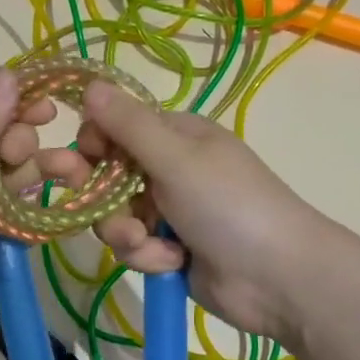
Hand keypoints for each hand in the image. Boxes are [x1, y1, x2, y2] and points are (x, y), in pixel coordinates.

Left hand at [0, 68, 53, 356]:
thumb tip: (9, 71)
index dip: (15, 100)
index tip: (52, 107)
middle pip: (0, 140)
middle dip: (24, 141)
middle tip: (21, 158)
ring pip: (11, 179)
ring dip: (39, 173)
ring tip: (72, 174)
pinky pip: (12, 218)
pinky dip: (33, 213)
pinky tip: (57, 210)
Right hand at [53, 80, 337, 346]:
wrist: (278, 277)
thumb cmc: (228, 204)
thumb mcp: (176, 158)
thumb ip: (128, 125)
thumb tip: (89, 83)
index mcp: (175, 135)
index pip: (115, 127)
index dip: (93, 145)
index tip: (81, 164)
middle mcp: (169, 168)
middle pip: (108, 176)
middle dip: (105, 199)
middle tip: (100, 209)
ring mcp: (169, 210)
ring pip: (116, 216)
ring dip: (127, 233)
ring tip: (150, 244)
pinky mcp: (169, 248)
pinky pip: (135, 247)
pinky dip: (149, 255)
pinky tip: (173, 261)